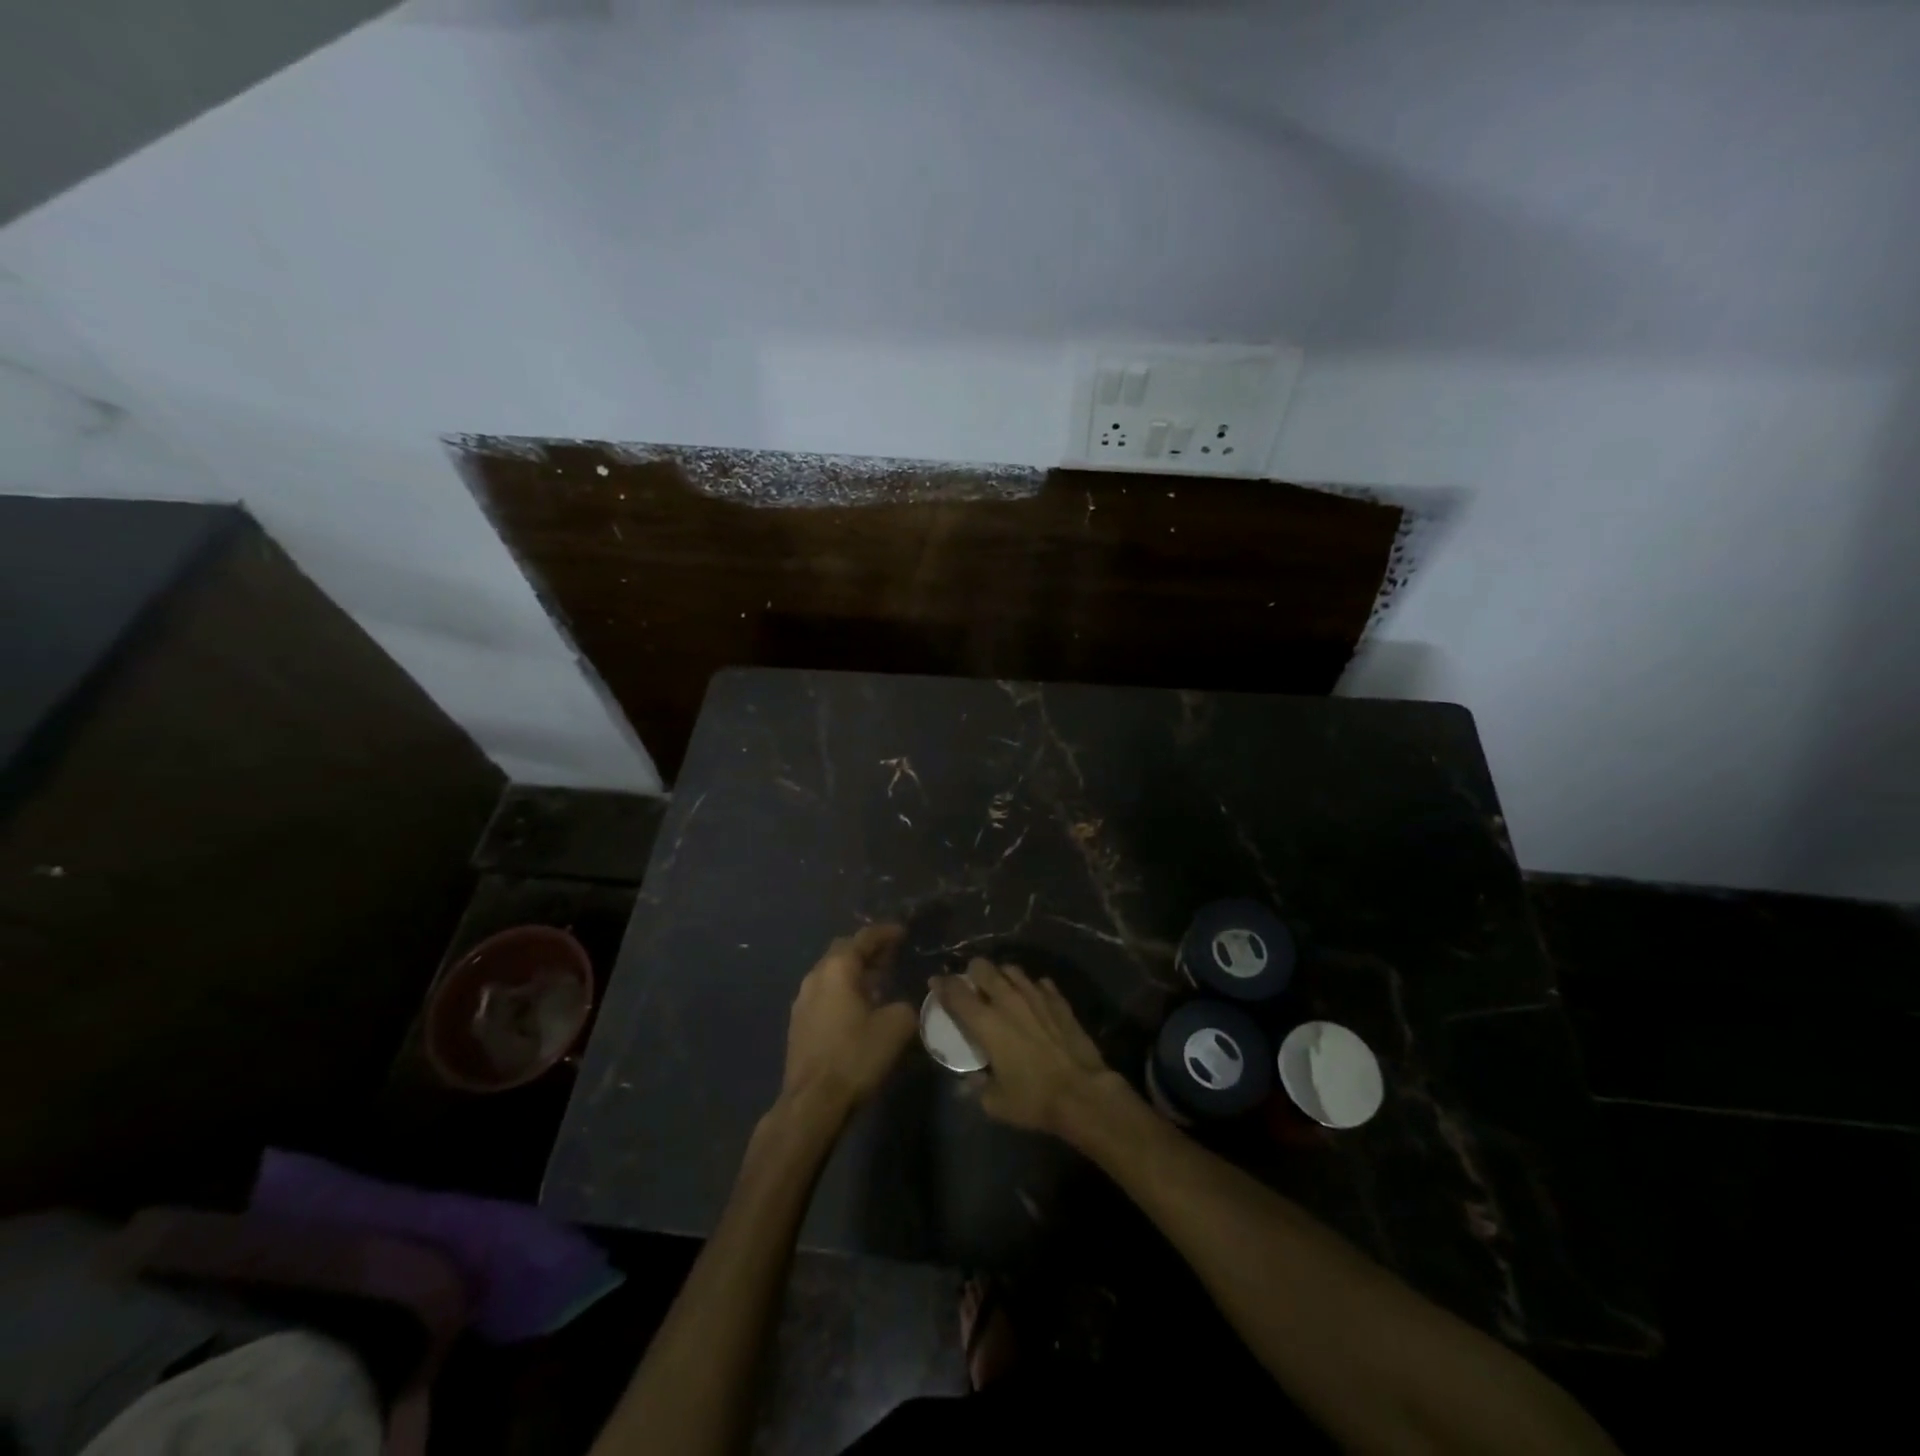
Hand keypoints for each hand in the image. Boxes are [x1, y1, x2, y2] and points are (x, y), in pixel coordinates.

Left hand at [781, 924, 917, 1116]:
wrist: (812, 1102)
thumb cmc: (855, 1056)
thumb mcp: (895, 1027)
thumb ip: (904, 1006)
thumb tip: (900, 1005)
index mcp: (837, 969)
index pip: (863, 938)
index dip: (885, 933)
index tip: (903, 932)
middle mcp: (816, 976)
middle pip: (843, 951)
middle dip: (867, 949)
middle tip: (891, 954)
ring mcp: (802, 1000)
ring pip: (831, 973)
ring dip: (854, 971)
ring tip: (878, 980)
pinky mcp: (798, 1023)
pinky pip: (824, 993)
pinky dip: (843, 990)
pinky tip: (858, 1006)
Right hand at [933, 959, 1120, 1135]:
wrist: (1082, 1093)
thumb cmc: (1033, 1099)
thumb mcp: (995, 1102)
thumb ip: (978, 1085)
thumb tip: (973, 1076)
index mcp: (986, 1022)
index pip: (956, 993)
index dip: (942, 985)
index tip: (936, 983)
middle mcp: (1008, 1000)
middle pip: (983, 968)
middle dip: (972, 972)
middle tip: (971, 984)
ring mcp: (1036, 996)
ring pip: (1012, 970)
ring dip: (1002, 976)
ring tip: (1002, 987)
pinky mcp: (1059, 1000)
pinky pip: (1040, 983)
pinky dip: (1032, 988)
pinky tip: (1033, 999)